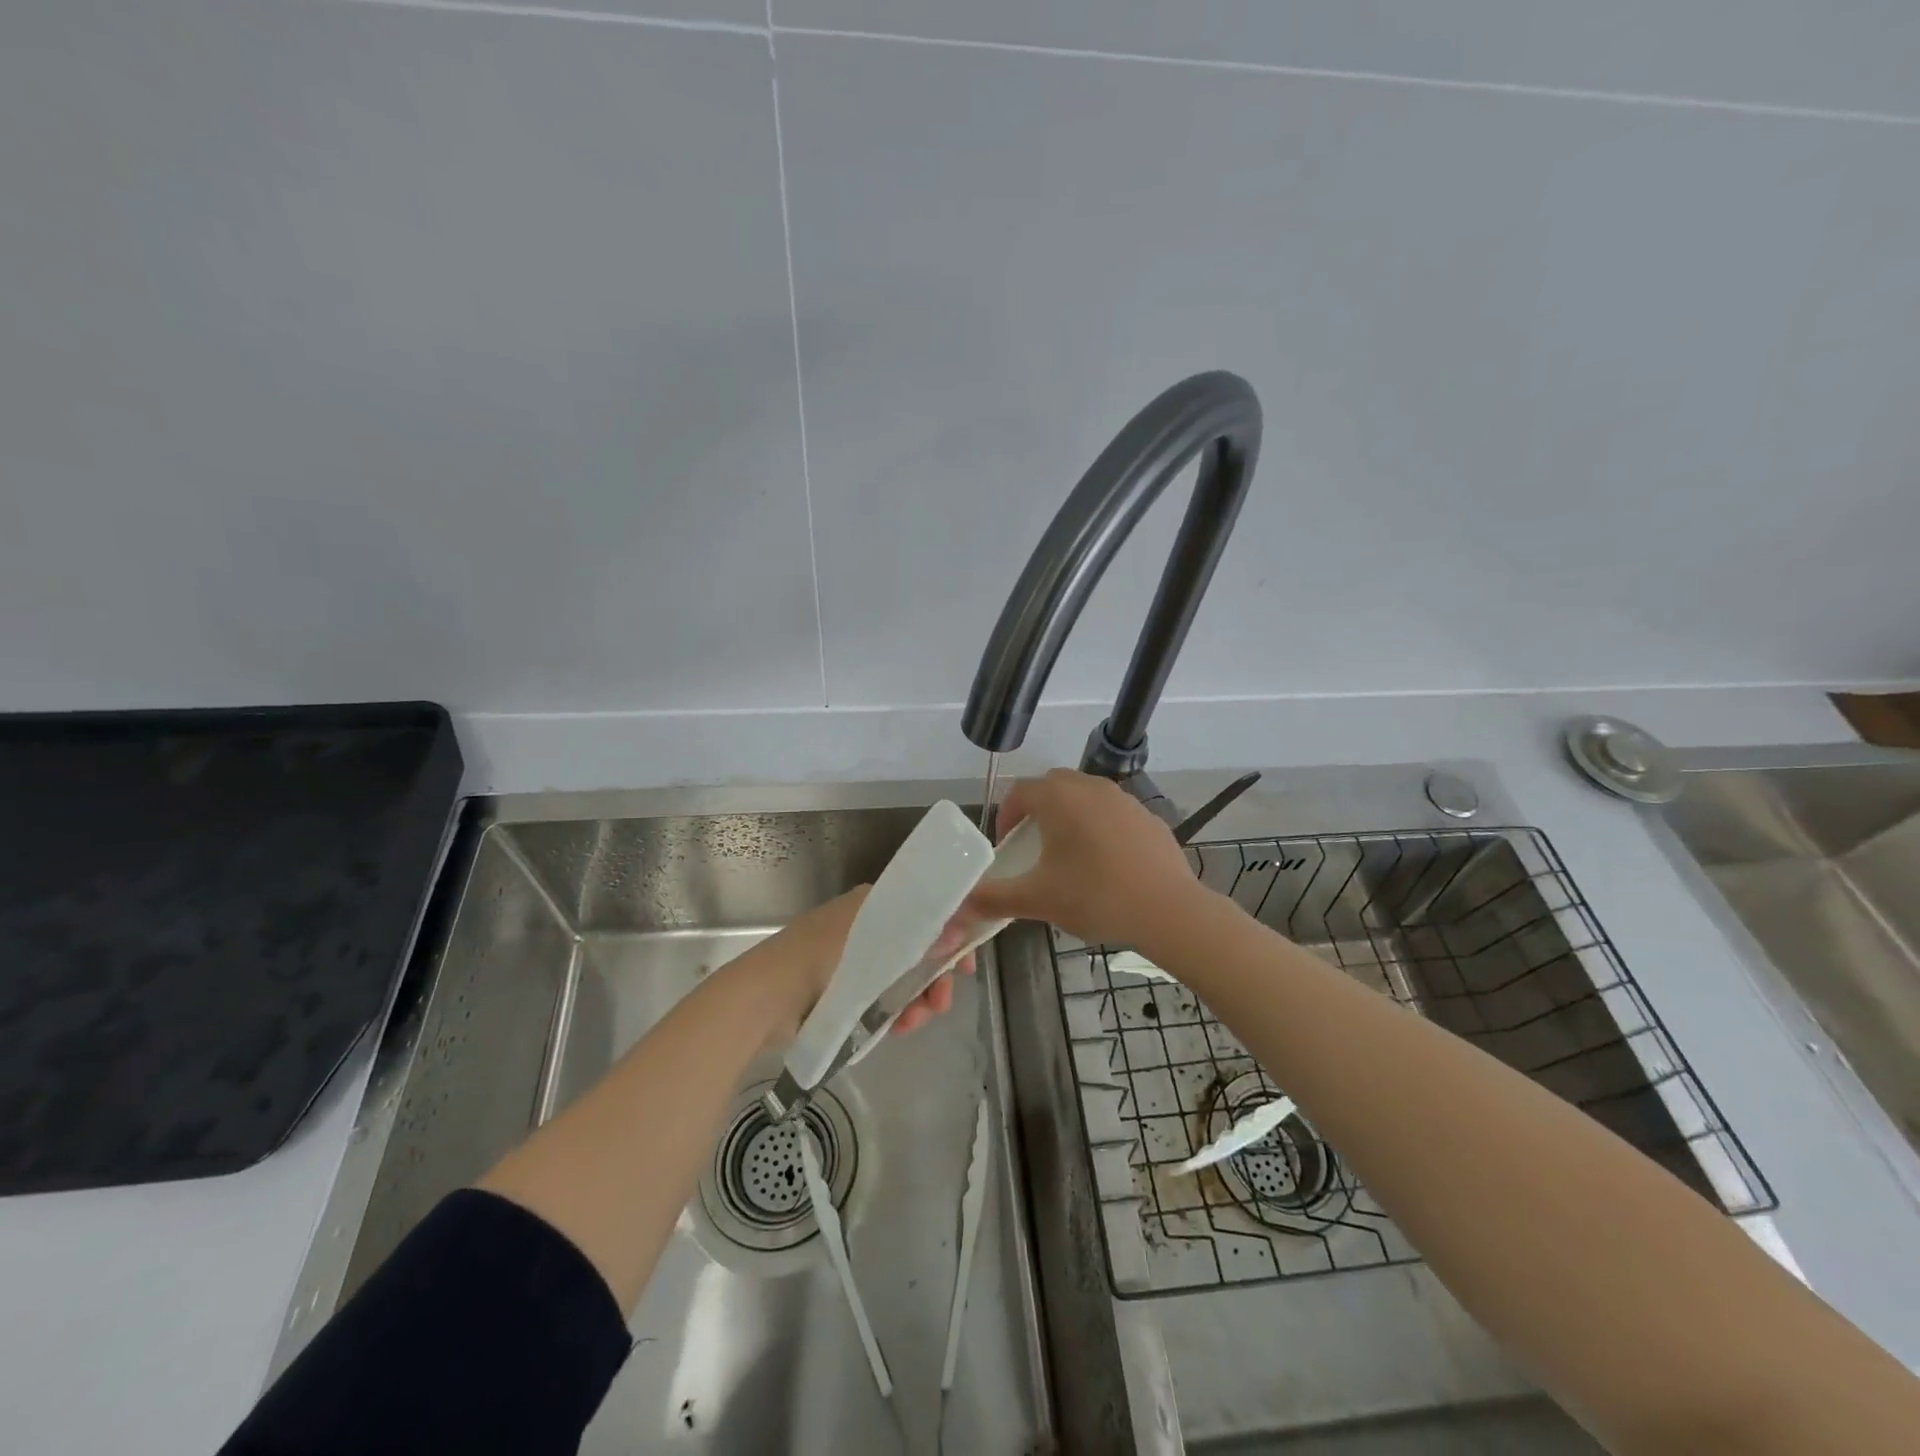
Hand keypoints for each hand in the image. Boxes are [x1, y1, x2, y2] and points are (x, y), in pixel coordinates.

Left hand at [750, 885, 975, 1044]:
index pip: (927, 910)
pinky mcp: (844, 991)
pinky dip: (895, 1012)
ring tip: (916, 1021)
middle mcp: (868, 926)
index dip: (953, 933)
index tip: (967, 963)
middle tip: (943, 1001)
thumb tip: (962, 931)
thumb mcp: (876, 939)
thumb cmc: (821, 956)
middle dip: (936, 975)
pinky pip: (882, 999)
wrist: (765, 996)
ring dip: (918, 999)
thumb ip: (922, 935)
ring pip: (903, 978)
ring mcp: (855, 960)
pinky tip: (899, 1027)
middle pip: (919, 948)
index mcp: (875, 903)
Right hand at [964, 769, 1203, 947]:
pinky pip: (1114, 814)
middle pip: (1053, 787)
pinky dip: (1101, 829)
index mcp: (1058, 798)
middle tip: (1033, 846)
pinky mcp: (1149, 817)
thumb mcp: (1037, 899)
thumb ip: (993, 898)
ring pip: (1086, 797)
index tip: (1006, 847)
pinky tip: (1107, 865)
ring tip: (1069, 856)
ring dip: (1070, 817)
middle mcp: (1090, 787)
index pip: (1019, 792)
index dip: (1006, 817)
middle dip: (1037, 811)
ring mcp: (1124, 799)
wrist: (1168, 910)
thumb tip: (960, 905)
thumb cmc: (1094, 896)